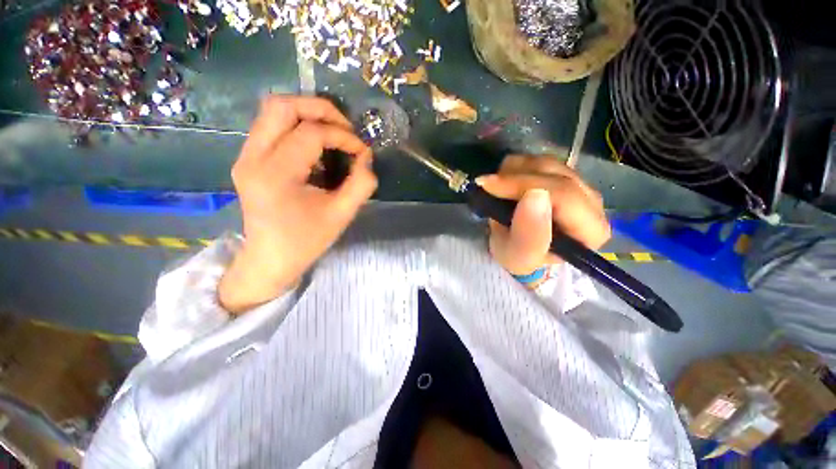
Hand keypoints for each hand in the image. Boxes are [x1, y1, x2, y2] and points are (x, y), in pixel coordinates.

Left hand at [219, 96, 376, 313]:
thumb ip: (361, 184)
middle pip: (281, 106)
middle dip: (320, 108)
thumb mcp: (342, 215)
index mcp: (276, 175)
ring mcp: (245, 156)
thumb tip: (366, 157)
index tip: (362, 152)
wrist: (270, 259)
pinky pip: (271, 126)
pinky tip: (316, 145)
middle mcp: (253, 158)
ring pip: (273, 111)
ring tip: (334, 132)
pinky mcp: (248, 159)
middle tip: (345, 128)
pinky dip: (297, 126)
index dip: (343, 137)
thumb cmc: (306, 241)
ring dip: (308, 114)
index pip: (311, 133)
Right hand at [477, 155, 609, 276]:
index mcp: (590, 231)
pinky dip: (517, 167)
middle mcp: (592, 204)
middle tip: (486, 185)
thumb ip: (528, 235)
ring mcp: (580, 185)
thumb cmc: (519, 257)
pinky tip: (505, 183)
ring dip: (514, 172)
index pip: (564, 195)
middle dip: (515, 177)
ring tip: (495, 188)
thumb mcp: (518, 257)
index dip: (524, 185)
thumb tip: (535, 195)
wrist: (519, 249)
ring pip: (547, 163)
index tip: (490, 186)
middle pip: (556, 174)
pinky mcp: (564, 176)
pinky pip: (539, 160)